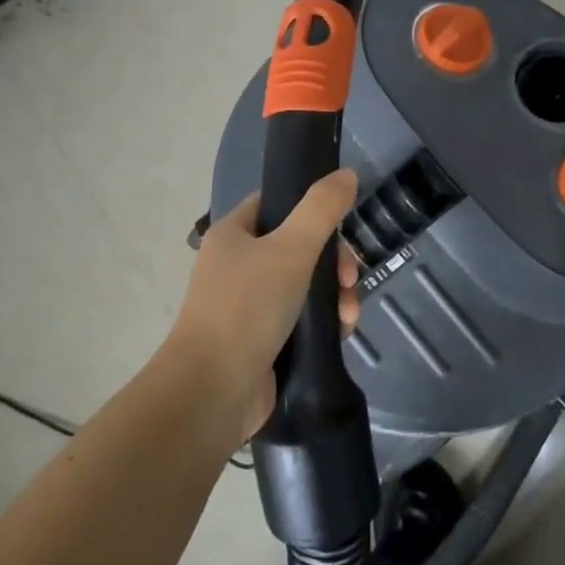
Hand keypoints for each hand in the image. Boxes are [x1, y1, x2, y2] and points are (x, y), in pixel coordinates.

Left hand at [166, 170, 361, 442]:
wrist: (213, 390)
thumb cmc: (247, 308)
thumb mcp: (291, 249)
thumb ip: (321, 209)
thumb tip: (346, 174)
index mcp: (234, 235)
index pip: (275, 204)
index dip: (311, 210)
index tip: (342, 227)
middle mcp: (238, 266)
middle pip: (298, 247)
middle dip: (334, 264)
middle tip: (351, 280)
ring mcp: (249, 306)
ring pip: (305, 287)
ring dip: (335, 296)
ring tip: (348, 317)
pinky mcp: (262, 341)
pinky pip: (302, 321)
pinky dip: (324, 324)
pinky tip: (341, 334)